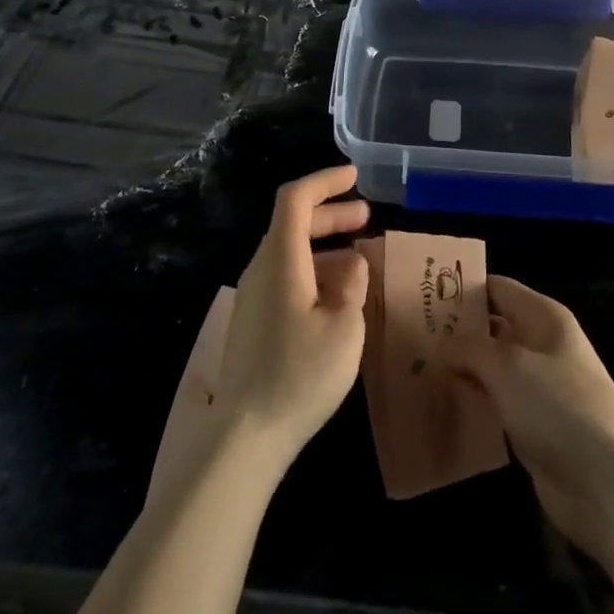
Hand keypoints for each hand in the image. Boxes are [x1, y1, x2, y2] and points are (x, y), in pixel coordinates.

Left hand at [215, 166, 370, 474]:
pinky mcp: (253, 320)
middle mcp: (261, 268)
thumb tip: (352, 265)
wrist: (246, 435)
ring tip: (361, 262)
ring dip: (326, 247)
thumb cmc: (300, 375)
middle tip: (367, 218)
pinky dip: (314, 272)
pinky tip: (338, 297)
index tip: (355, 178)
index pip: (296, 199)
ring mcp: (253, 296)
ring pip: (290, 252)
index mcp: (280, 260)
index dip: (325, 181)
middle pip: (293, 223)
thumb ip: (353, 284)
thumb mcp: (344, 327)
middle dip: (331, 215)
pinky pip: (285, 277)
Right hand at [442, 276, 613, 561]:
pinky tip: (440, 405)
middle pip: (492, 328)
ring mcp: (539, 387)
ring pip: (491, 368)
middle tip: (408, 337)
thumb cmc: (558, 407)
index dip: (462, 289)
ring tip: (414, 370)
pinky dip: (472, 401)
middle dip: (455, 332)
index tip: (420, 295)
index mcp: (543, 317)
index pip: (497, 288)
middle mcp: (542, 345)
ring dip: (460, 369)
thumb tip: (440, 342)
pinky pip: (496, 403)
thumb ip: (469, 347)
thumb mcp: (507, 366)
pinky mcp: (534, 425)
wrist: (607, 485)